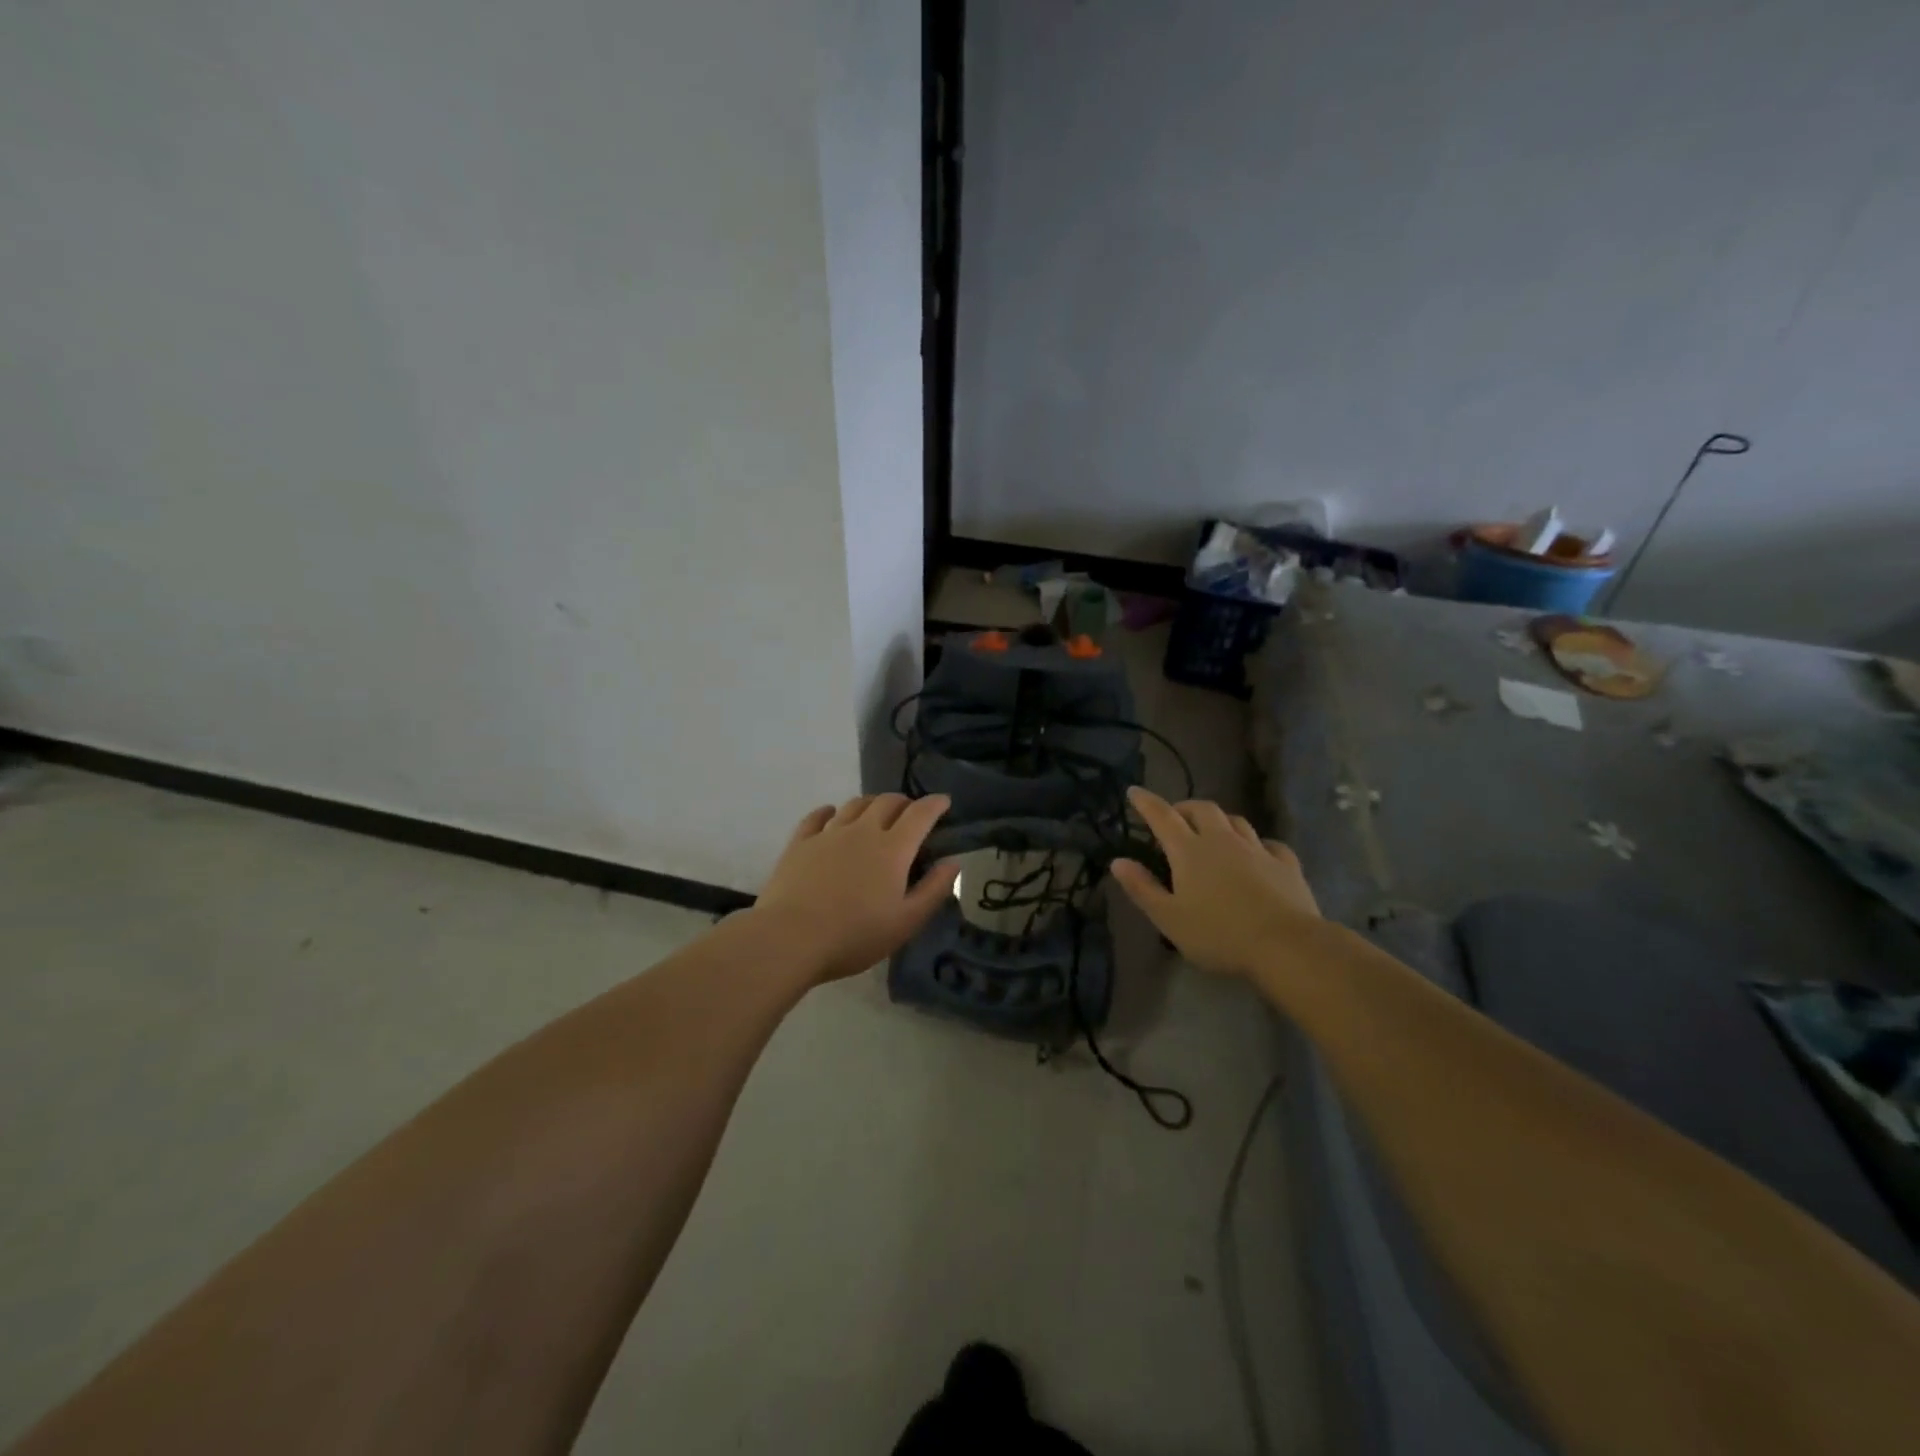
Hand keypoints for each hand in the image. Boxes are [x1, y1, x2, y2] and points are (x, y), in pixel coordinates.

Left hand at [752, 794, 959, 984]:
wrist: (790, 938)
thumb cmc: (855, 935)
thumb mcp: (906, 922)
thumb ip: (933, 890)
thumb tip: (953, 862)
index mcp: (892, 849)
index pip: (919, 814)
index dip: (935, 804)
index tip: (944, 801)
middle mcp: (862, 831)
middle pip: (887, 802)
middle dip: (904, 802)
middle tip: (910, 813)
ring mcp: (828, 833)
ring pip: (854, 804)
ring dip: (871, 804)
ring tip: (875, 813)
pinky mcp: (800, 842)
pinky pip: (818, 816)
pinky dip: (831, 811)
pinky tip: (832, 816)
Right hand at [1109, 787, 1319, 976]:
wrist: (1286, 946)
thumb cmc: (1218, 934)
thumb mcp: (1169, 918)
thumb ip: (1142, 888)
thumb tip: (1118, 861)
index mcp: (1189, 851)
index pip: (1162, 816)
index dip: (1146, 802)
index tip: (1134, 791)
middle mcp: (1222, 841)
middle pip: (1202, 809)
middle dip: (1185, 808)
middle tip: (1175, 818)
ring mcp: (1257, 850)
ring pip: (1236, 821)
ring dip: (1219, 821)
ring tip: (1212, 832)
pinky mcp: (1286, 865)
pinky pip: (1269, 844)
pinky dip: (1257, 843)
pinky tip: (1258, 853)